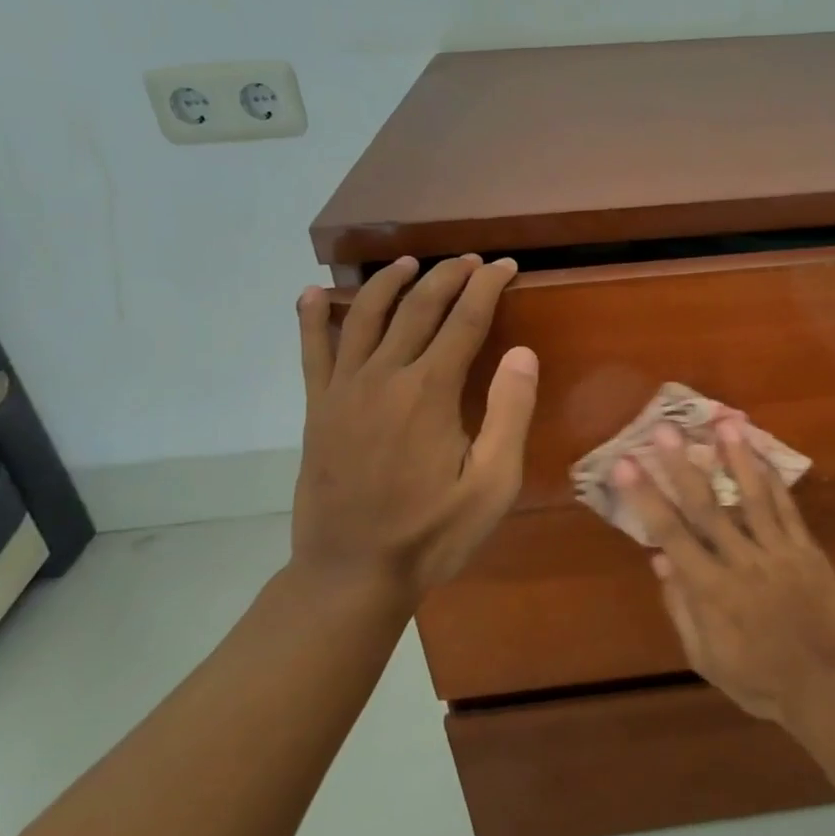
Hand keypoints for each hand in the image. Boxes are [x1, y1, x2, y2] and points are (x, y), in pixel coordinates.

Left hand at [291, 254, 537, 601]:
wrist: (352, 573)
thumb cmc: (432, 533)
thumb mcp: (493, 484)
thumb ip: (509, 413)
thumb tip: (522, 351)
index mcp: (430, 391)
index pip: (465, 319)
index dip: (487, 287)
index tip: (505, 266)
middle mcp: (384, 376)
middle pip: (418, 307)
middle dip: (447, 276)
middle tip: (470, 261)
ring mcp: (343, 390)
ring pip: (365, 316)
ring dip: (389, 282)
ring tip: (408, 263)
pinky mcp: (318, 409)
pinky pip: (312, 351)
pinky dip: (313, 318)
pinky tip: (313, 294)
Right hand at [614, 419, 834, 724]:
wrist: (826, 688)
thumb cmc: (759, 680)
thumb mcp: (707, 659)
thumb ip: (682, 608)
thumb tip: (660, 559)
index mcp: (712, 591)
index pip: (670, 534)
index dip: (646, 498)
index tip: (625, 464)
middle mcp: (742, 563)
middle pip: (707, 507)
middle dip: (681, 466)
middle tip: (664, 429)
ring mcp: (778, 553)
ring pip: (752, 497)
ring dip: (735, 458)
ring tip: (722, 423)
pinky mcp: (807, 550)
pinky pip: (788, 509)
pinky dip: (773, 480)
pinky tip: (761, 454)